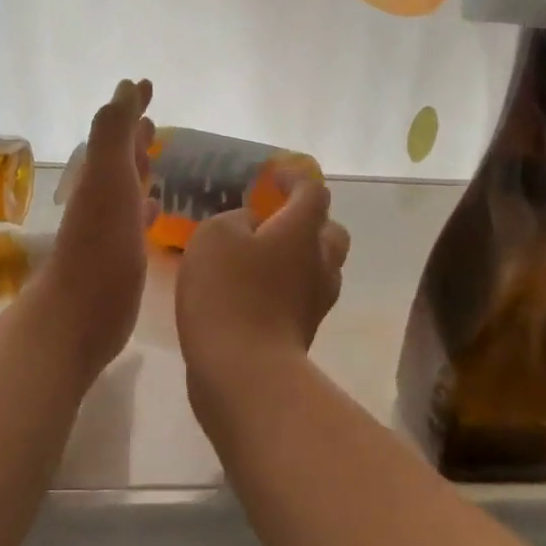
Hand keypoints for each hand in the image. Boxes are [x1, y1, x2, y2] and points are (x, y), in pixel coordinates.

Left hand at [40, 79, 154, 374]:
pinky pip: (134, 223)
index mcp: (99, 175)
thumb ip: (114, 133)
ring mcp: (109, 229)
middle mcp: (101, 197)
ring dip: (139, 171)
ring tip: (157, 159)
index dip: (130, 107)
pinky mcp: (119, 259)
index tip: (146, 85)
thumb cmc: (99, 244)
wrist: (80, 314)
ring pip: (126, 189)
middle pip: (119, 158)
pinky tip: (155, 211)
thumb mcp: (107, 179)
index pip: (116, 130)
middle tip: (153, 121)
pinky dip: (144, 210)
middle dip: (135, 138)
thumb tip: (124, 86)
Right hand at [176, 177, 349, 415]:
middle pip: (331, 231)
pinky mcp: (305, 330)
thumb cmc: (228, 292)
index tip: (273, 176)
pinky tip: (257, 289)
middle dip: (309, 220)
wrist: (243, 369)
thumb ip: (236, 219)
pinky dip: (288, 286)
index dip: (295, 177)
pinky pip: (304, 295)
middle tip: (276, 220)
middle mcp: (320, 261)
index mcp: (302, 230)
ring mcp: (317, 299)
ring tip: (266, 256)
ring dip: (302, 256)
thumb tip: (252, 225)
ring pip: (323, 266)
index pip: (313, 191)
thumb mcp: (214, 237)